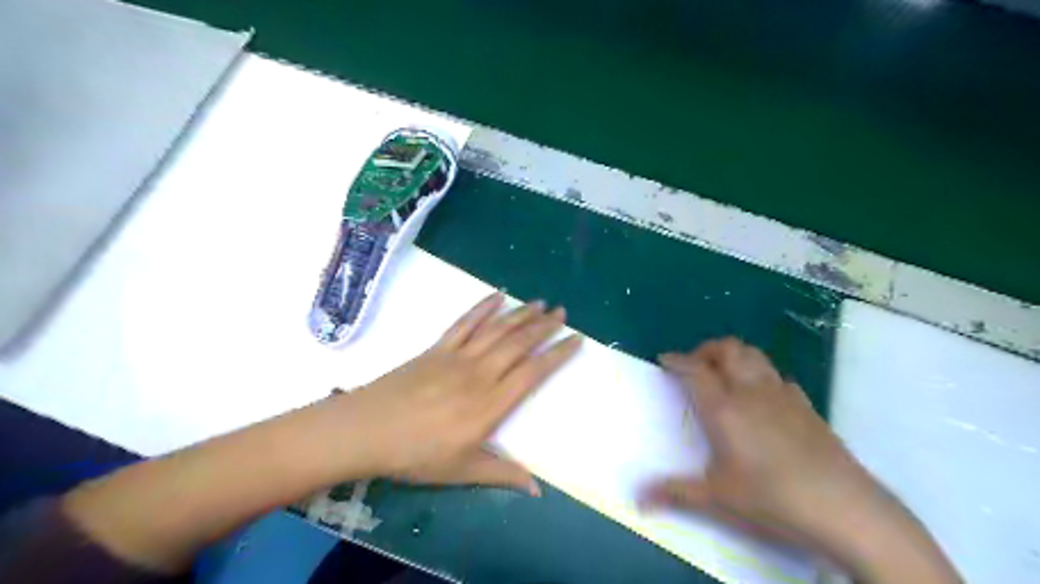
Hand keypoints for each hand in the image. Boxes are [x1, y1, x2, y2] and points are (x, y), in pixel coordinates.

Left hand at [333, 291, 580, 492]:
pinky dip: (482, 307)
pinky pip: (465, 322)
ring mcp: (457, 356)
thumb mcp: (461, 471)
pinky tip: (497, 296)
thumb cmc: (416, 454)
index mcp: (490, 403)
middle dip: (544, 326)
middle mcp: (480, 373)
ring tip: (540, 302)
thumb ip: (502, 474)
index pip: (533, 372)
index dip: (557, 354)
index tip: (576, 340)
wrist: (366, 429)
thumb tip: (537, 491)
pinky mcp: (437, 347)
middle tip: (562, 312)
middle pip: (519, 343)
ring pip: (497, 329)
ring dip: (520, 313)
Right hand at [643, 338, 869, 542]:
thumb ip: (675, 493)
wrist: (845, 508)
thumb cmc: (772, 498)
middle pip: (728, 349)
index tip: (664, 359)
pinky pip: (778, 376)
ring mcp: (783, 395)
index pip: (695, 370)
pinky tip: (762, 397)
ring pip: (755, 355)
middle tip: (694, 365)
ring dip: (734, 355)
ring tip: (724, 374)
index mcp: (724, 408)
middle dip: (706, 349)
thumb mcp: (717, 499)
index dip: (677, 360)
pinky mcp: (807, 406)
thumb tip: (638, 499)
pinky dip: (761, 375)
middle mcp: (751, 391)